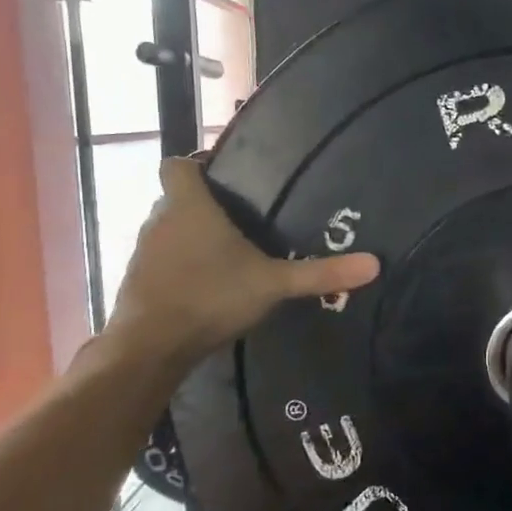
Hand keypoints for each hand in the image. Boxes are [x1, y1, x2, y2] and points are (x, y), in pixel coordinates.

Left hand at [104, 159, 378, 370]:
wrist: (151, 345)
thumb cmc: (211, 297)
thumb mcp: (273, 284)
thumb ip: (320, 274)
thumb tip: (375, 264)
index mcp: (189, 206)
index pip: (177, 165)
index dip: (196, 165)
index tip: (223, 178)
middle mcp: (160, 220)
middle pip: (176, 199)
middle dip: (203, 207)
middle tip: (241, 221)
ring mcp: (144, 252)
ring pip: (167, 231)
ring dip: (189, 239)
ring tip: (225, 256)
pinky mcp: (136, 281)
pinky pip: (161, 261)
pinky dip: (178, 266)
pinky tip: (204, 286)